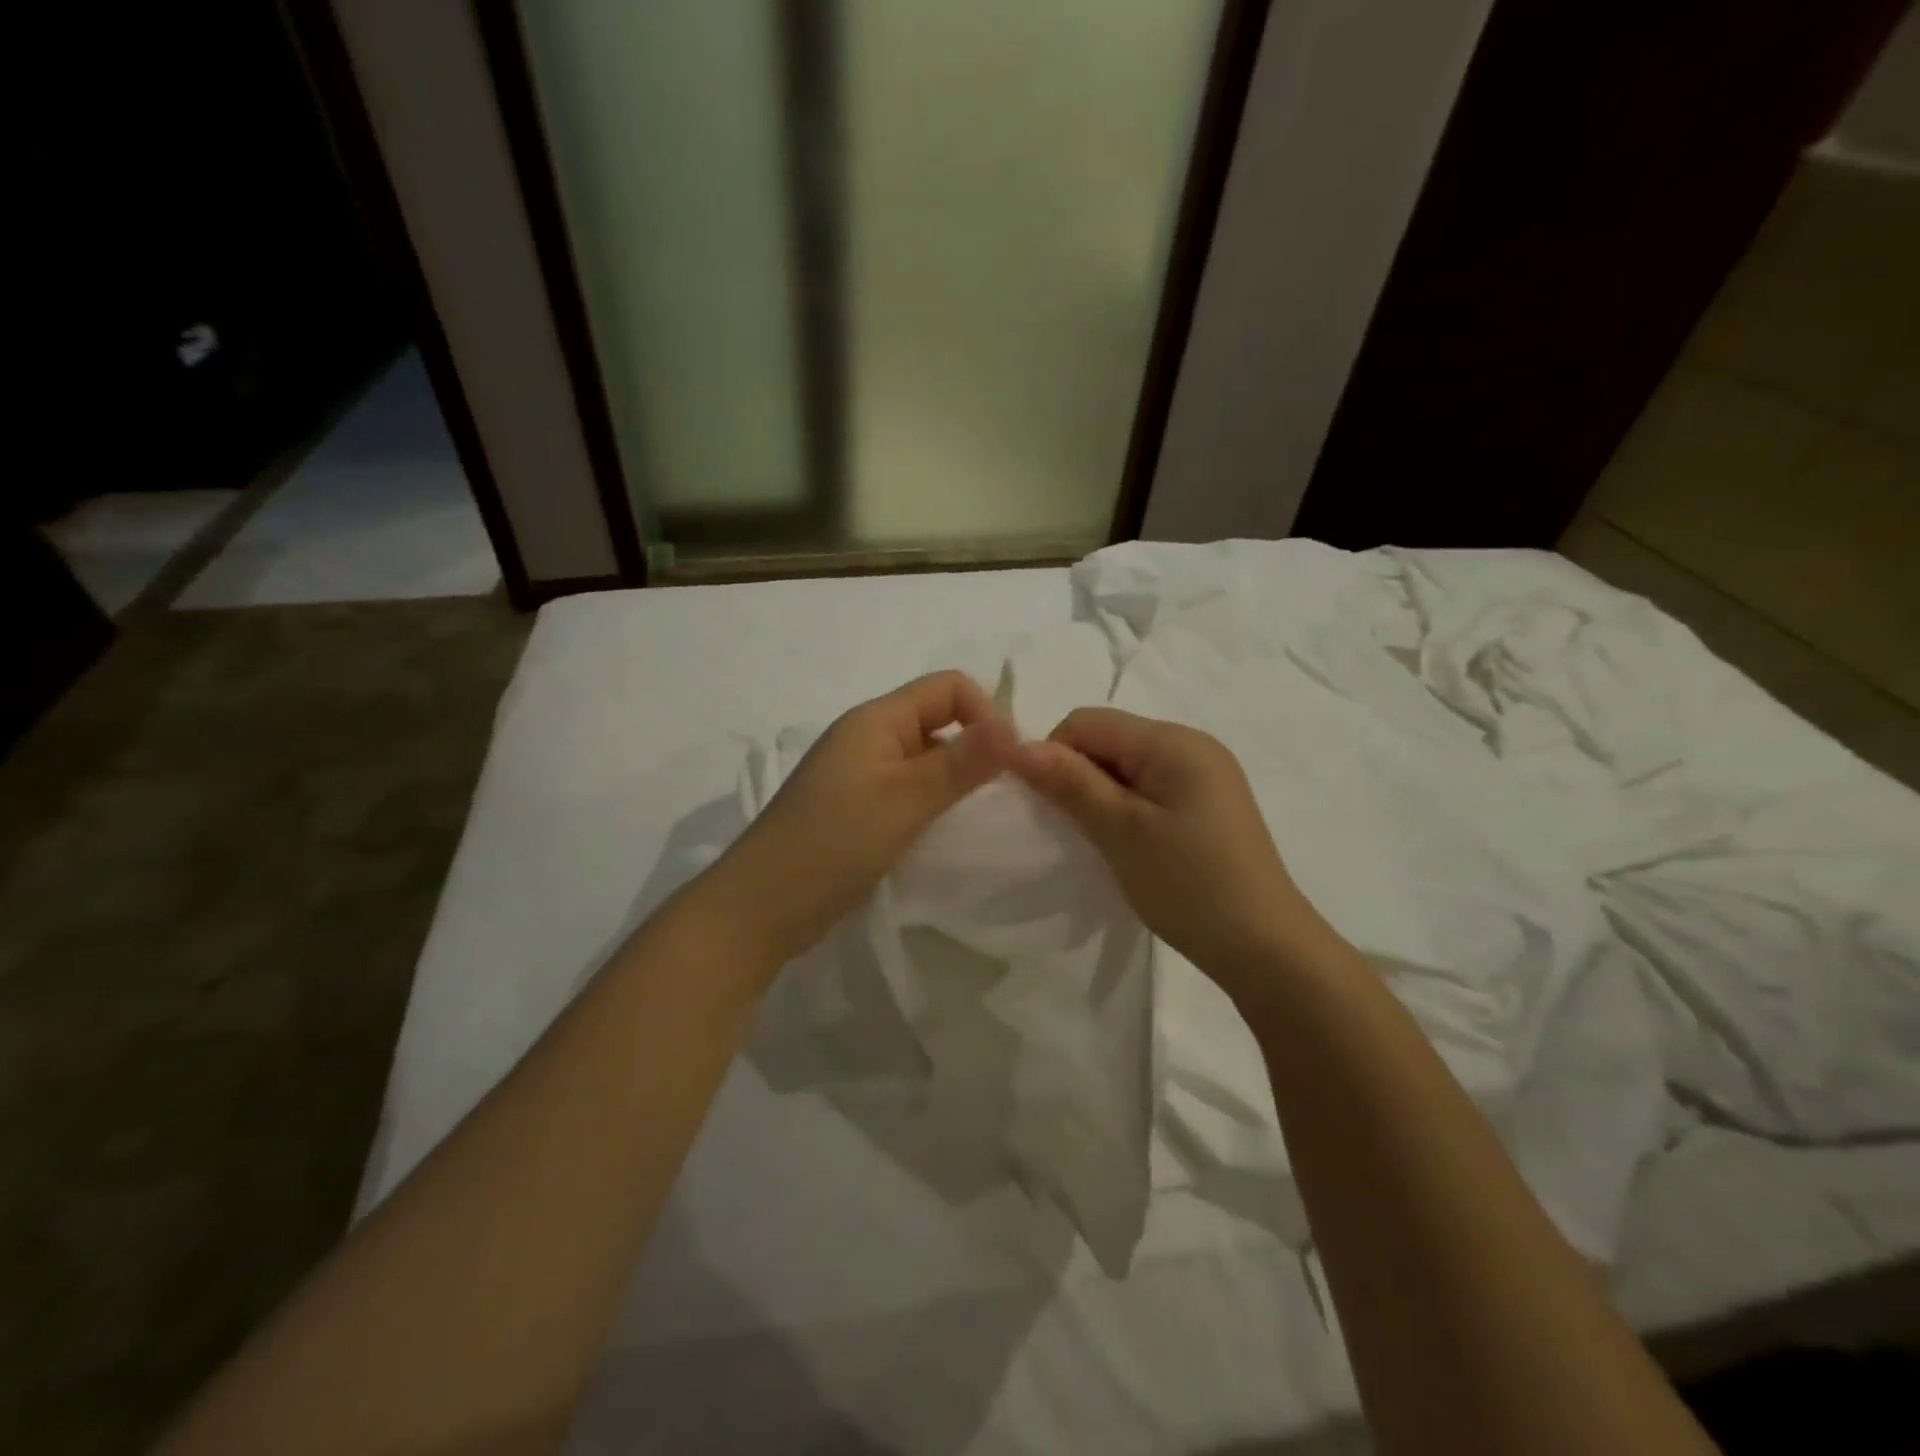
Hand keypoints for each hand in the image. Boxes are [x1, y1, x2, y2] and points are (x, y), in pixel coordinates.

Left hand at [715, 671, 1016, 970]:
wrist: (759, 908)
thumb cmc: (833, 844)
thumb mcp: (905, 800)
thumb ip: (961, 762)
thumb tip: (1014, 727)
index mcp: (876, 719)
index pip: (948, 687)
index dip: (985, 714)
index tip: (1006, 764)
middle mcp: (866, 737)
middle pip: (936, 720)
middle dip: (973, 748)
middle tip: (997, 796)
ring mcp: (856, 775)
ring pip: (922, 759)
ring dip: (952, 779)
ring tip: (971, 818)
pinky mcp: (852, 810)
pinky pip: (904, 790)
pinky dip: (929, 803)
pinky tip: (938, 834)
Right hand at [1012, 707, 1327, 1001]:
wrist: (1266, 949)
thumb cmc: (1190, 886)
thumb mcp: (1121, 832)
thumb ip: (1071, 783)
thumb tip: (1018, 745)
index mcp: (1173, 741)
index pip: (1087, 722)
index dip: (1054, 755)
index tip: (1047, 807)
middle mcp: (1192, 745)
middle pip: (1109, 739)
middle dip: (1078, 775)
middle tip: (1074, 829)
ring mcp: (1205, 774)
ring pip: (1127, 766)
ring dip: (1101, 794)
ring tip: (1102, 841)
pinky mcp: (1209, 804)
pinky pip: (1151, 787)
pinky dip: (1127, 808)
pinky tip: (1130, 844)